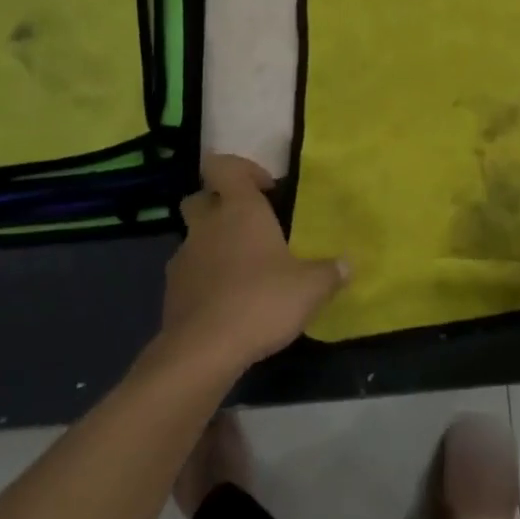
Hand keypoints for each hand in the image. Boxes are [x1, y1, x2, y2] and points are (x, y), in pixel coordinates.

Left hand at [160, 154, 348, 373]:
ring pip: (194, 237)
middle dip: (220, 205)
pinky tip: (226, 301)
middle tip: (249, 226)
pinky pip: (189, 272)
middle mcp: (207, 225)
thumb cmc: (261, 301)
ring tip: (242, 270)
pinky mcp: (171, 292)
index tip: (266, 190)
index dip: (242, 170)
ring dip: (213, 244)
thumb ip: (330, 272)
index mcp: (240, 209)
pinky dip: (204, 278)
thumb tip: (348, 264)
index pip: (224, 166)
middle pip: (201, 198)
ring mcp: (184, 258)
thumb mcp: (310, 288)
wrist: (202, 352)